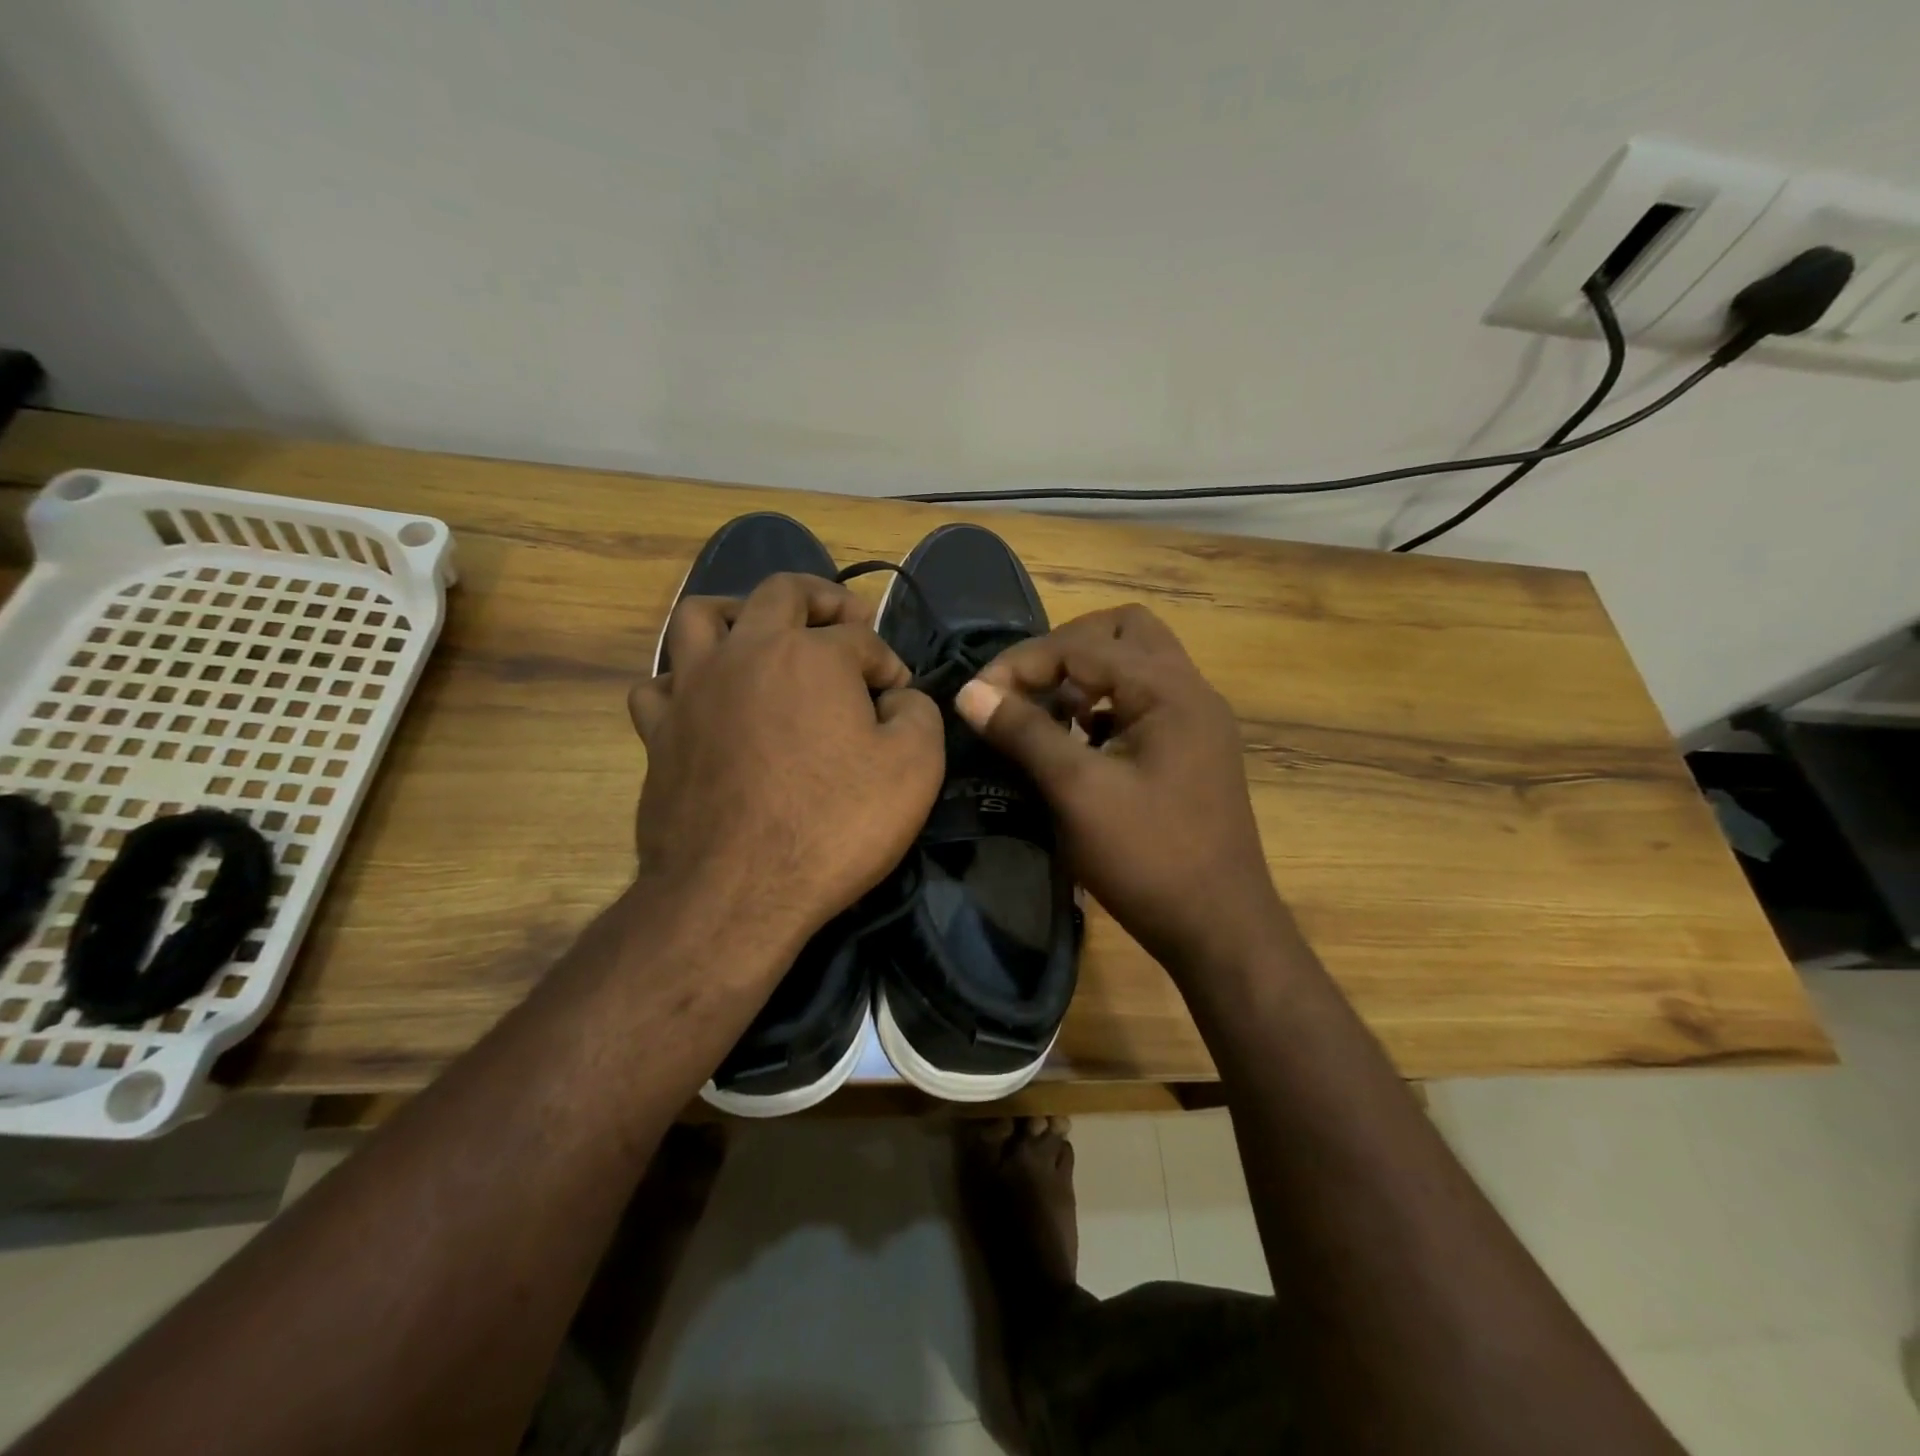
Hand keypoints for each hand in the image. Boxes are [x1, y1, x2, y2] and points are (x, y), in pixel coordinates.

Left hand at [629, 574, 943, 965]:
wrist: (738, 892)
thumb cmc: (833, 825)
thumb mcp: (915, 768)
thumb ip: (919, 713)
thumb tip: (898, 698)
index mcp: (811, 655)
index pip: (862, 639)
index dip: (889, 664)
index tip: (900, 698)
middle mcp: (746, 653)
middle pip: (780, 593)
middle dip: (822, 598)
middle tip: (844, 618)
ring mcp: (693, 689)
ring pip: (700, 617)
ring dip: (738, 613)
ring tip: (760, 633)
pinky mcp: (658, 733)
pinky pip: (660, 684)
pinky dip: (685, 681)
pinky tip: (706, 702)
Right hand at [953, 605, 1286, 979]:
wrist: (1219, 928)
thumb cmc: (1148, 858)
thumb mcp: (1078, 792)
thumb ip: (1025, 732)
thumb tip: (970, 691)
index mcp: (1169, 690)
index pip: (1083, 644)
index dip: (1023, 662)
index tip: (979, 695)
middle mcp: (1191, 691)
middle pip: (1123, 632)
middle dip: (1065, 650)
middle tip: (1025, 686)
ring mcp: (1197, 721)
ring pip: (1138, 663)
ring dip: (1088, 675)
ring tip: (1048, 711)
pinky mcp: (1194, 750)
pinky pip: (1145, 700)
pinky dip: (1108, 703)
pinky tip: (1081, 740)